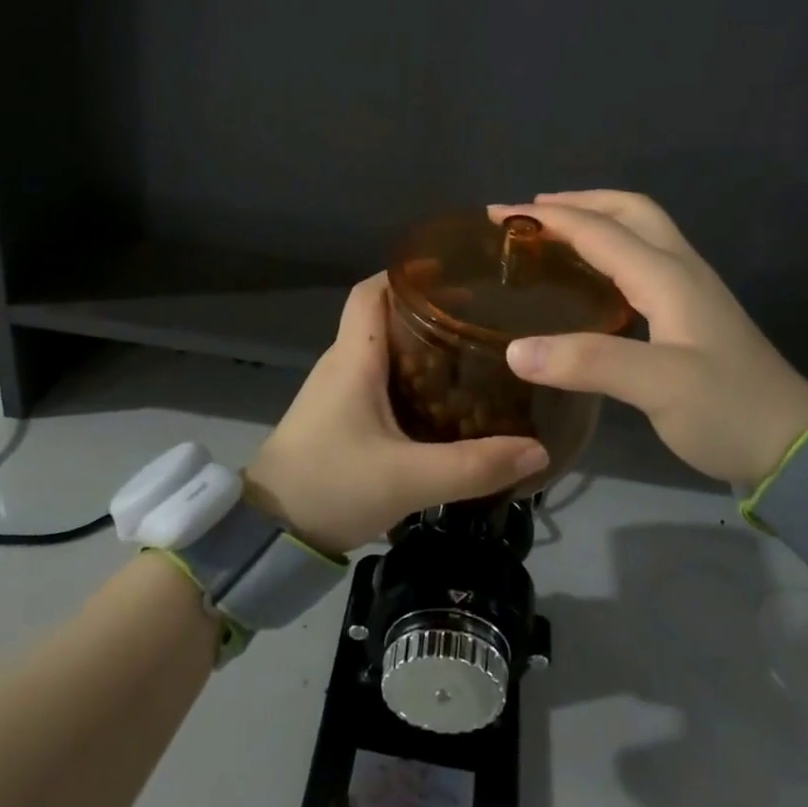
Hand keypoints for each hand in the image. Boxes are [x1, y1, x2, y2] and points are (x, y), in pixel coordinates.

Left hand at [243, 275, 550, 554]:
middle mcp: (343, 363)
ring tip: (472, 352)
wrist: (269, 533)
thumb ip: (473, 466)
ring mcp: (337, 390)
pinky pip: (379, 379)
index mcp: (353, 357)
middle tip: (481, 316)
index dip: (408, 273)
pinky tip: (443, 399)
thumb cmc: (331, 486)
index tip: (455, 273)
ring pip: (384, 349)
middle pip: (384, 316)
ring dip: (422, 345)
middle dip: (430, 310)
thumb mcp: (408, 479)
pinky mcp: (339, 416)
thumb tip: (538, 449)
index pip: (372, 291)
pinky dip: (411, 376)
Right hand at [491, 191, 807, 487]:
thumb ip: (587, 362)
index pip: (598, 230)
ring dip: (597, 219)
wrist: (795, 446)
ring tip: (556, 233)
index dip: (546, 217)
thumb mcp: (658, 387)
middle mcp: (680, 269)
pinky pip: (644, 259)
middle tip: (531, 213)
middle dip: (579, 201)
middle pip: (630, 210)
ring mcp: (692, 290)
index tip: (498, 214)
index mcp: (667, 275)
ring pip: (641, 231)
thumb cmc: (727, 410)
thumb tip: (515, 350)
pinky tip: (595, 277)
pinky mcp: (694, 313)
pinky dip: (611, 249)